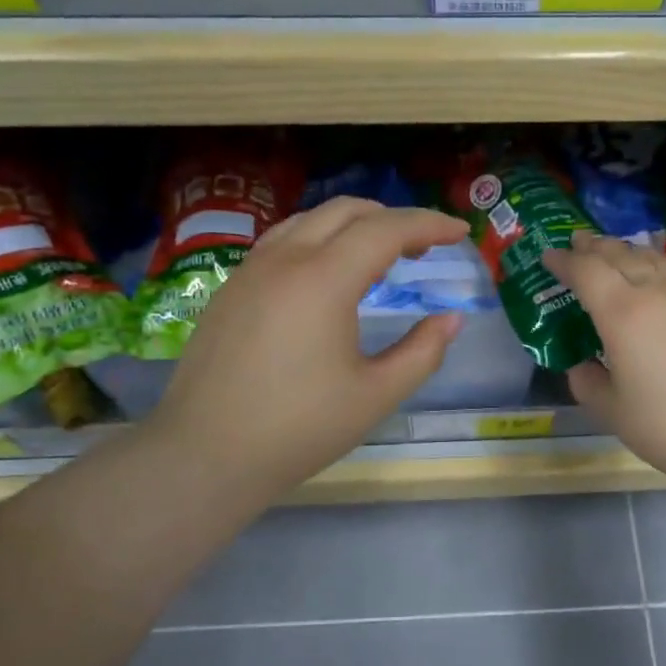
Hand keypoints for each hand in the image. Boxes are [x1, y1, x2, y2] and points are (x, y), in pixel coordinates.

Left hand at [148, 198, 468, 509]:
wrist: (205, 454)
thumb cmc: (299, 429)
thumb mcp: (376, 396)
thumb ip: (423, 352)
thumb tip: (451, 320)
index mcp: (324, 280)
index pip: (386, 230)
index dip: (429, 224)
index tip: (460, 231)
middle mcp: (284, 259)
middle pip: (346, 211)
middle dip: (392, 218)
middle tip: (424, 247)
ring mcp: (250, 271)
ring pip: (308, 221)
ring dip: (352, 226)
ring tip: (379, 257)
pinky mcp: (230, 289)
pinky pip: (282, 242)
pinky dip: (318, 241)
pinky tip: (327, 277)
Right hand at [543, 232, 665, 496]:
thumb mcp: (614, 413)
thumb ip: (588, 383)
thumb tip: (583, 365)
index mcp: (623, 313)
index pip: (586, 272)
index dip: (565, 261)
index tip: (550, 255)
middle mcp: (659, 291)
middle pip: (621, 255)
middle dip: (595, 247)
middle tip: (579, 243)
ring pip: (657, 259)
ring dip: (630, 252)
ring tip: (617, 253)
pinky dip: (663, 268)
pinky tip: (664, 279)